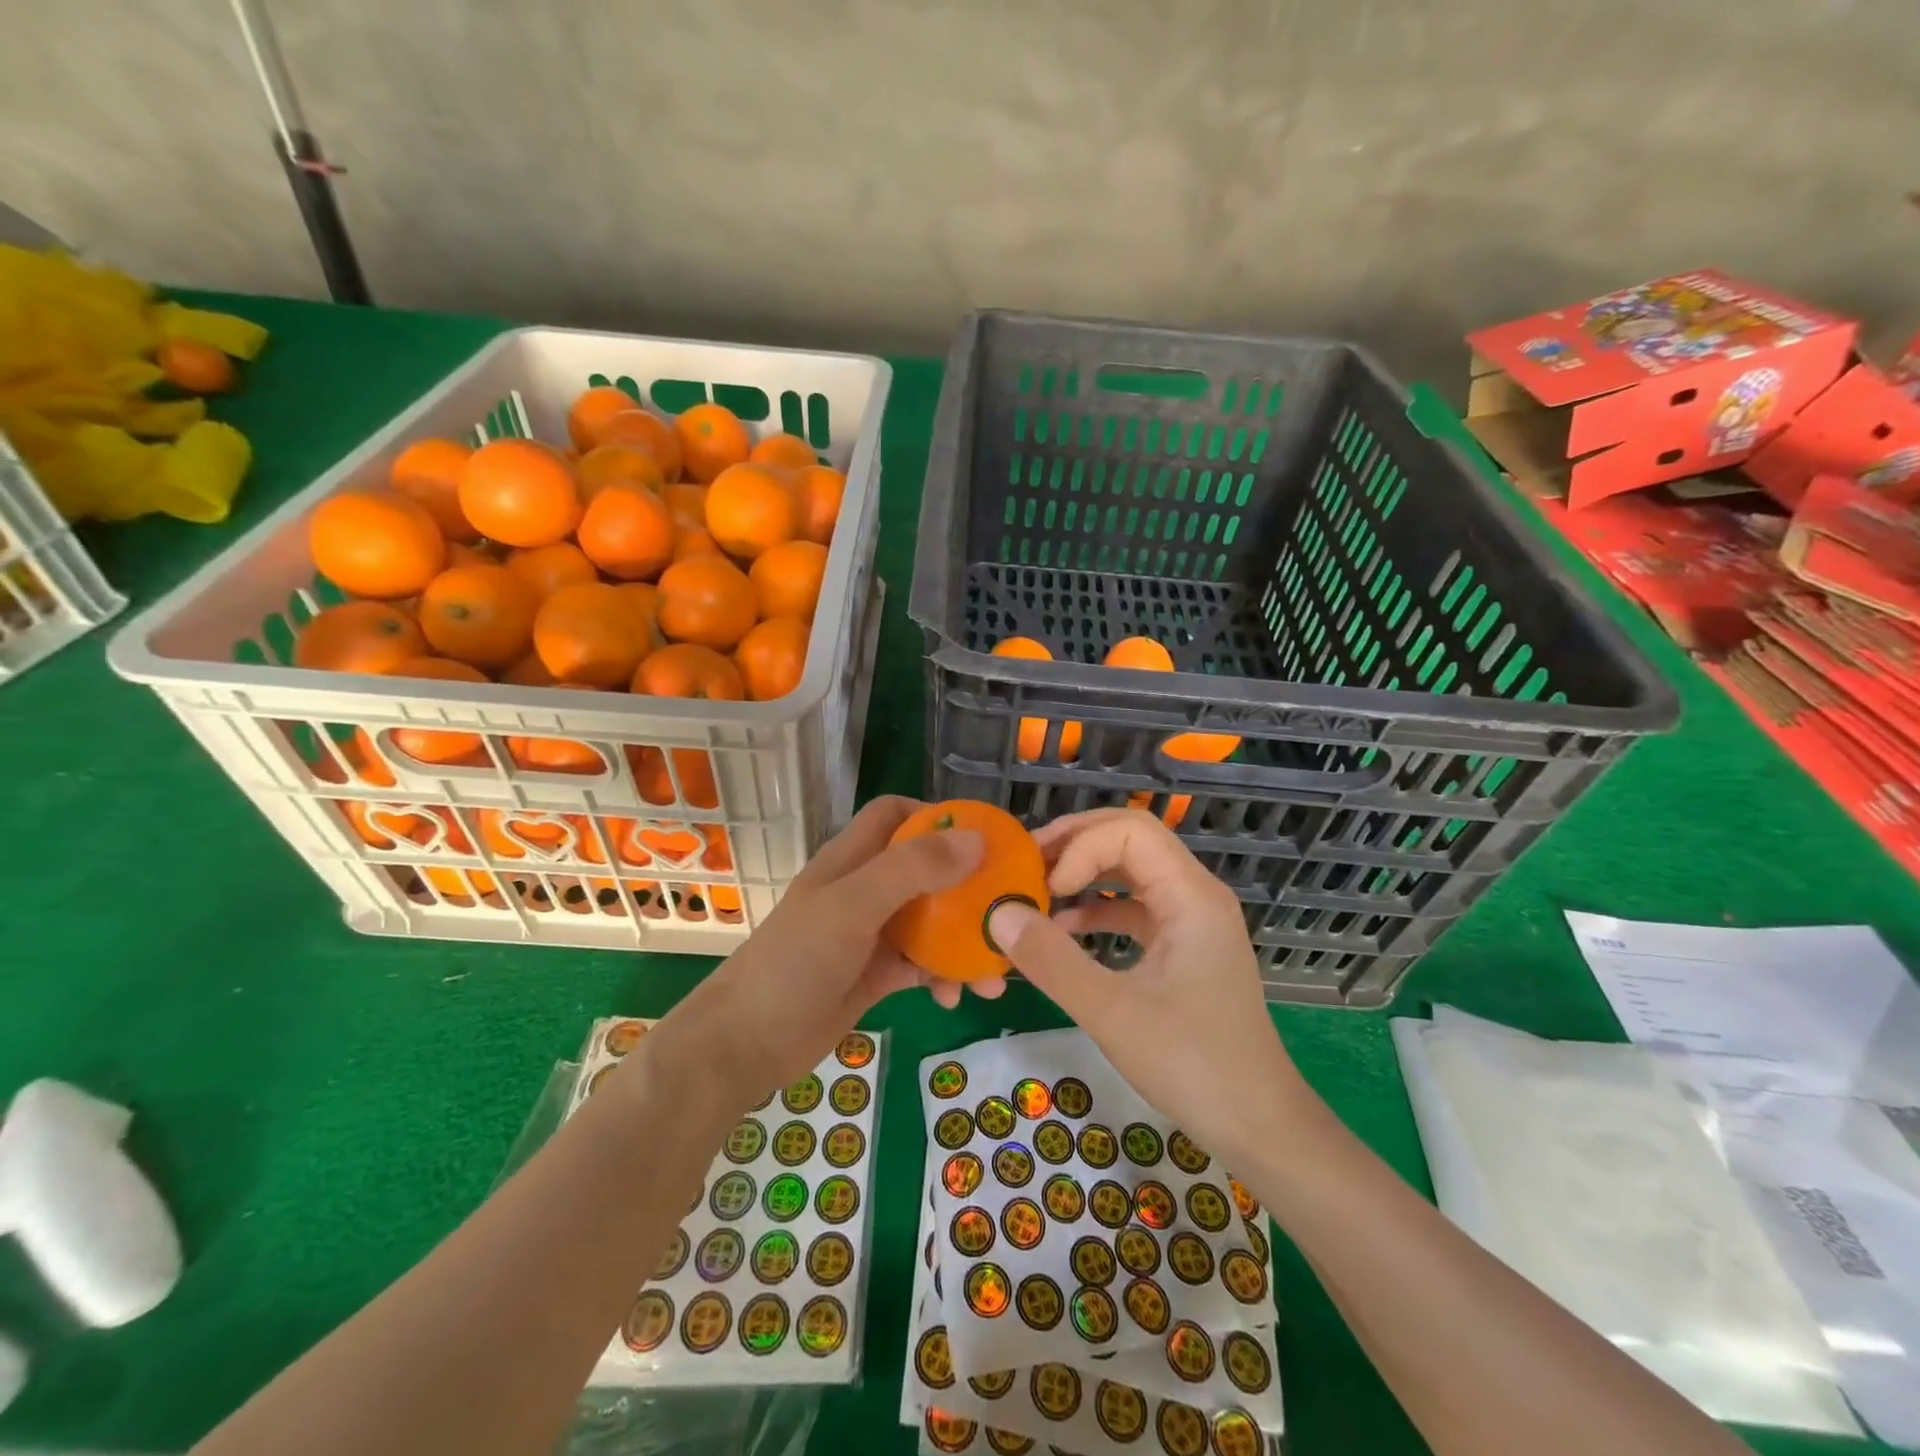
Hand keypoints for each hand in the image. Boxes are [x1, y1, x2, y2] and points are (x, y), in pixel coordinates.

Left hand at [668, 796, 1002, 1102]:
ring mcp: (872, 932)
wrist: (747, 1042)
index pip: (895, 814)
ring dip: (964, 940)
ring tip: (994, 971)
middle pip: (926, 869)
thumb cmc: (796, 961)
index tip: (981, 837)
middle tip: (1008, 904)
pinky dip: (944, 976)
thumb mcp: (854, 906)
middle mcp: (866, 888)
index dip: (936, 816)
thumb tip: (977, 839)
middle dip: (968, 885)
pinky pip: (923, 965)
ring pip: (932, 921)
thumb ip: (913, 869)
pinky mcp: (878, 973)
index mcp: (853, 858)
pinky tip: (956, 998)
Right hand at [987, 809, 1308, 1163]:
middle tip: (1026, 865)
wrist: (1259, 1124)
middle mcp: (1195, 894)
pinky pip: (1135, 909)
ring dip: (1084, 875)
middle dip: (1074, 847)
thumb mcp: (1112, 1012)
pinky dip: (1097, 912)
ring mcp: (1192, 920)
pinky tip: (1063, 932)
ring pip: (1131, 873)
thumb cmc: (1193, 1064)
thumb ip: (1052, 960)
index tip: (1045, 888)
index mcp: (1190, 895)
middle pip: (1129, 840)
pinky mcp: (1184, 947)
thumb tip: (998, 913)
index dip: (1079, 847)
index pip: (1128, 831)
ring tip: (1036, 893)